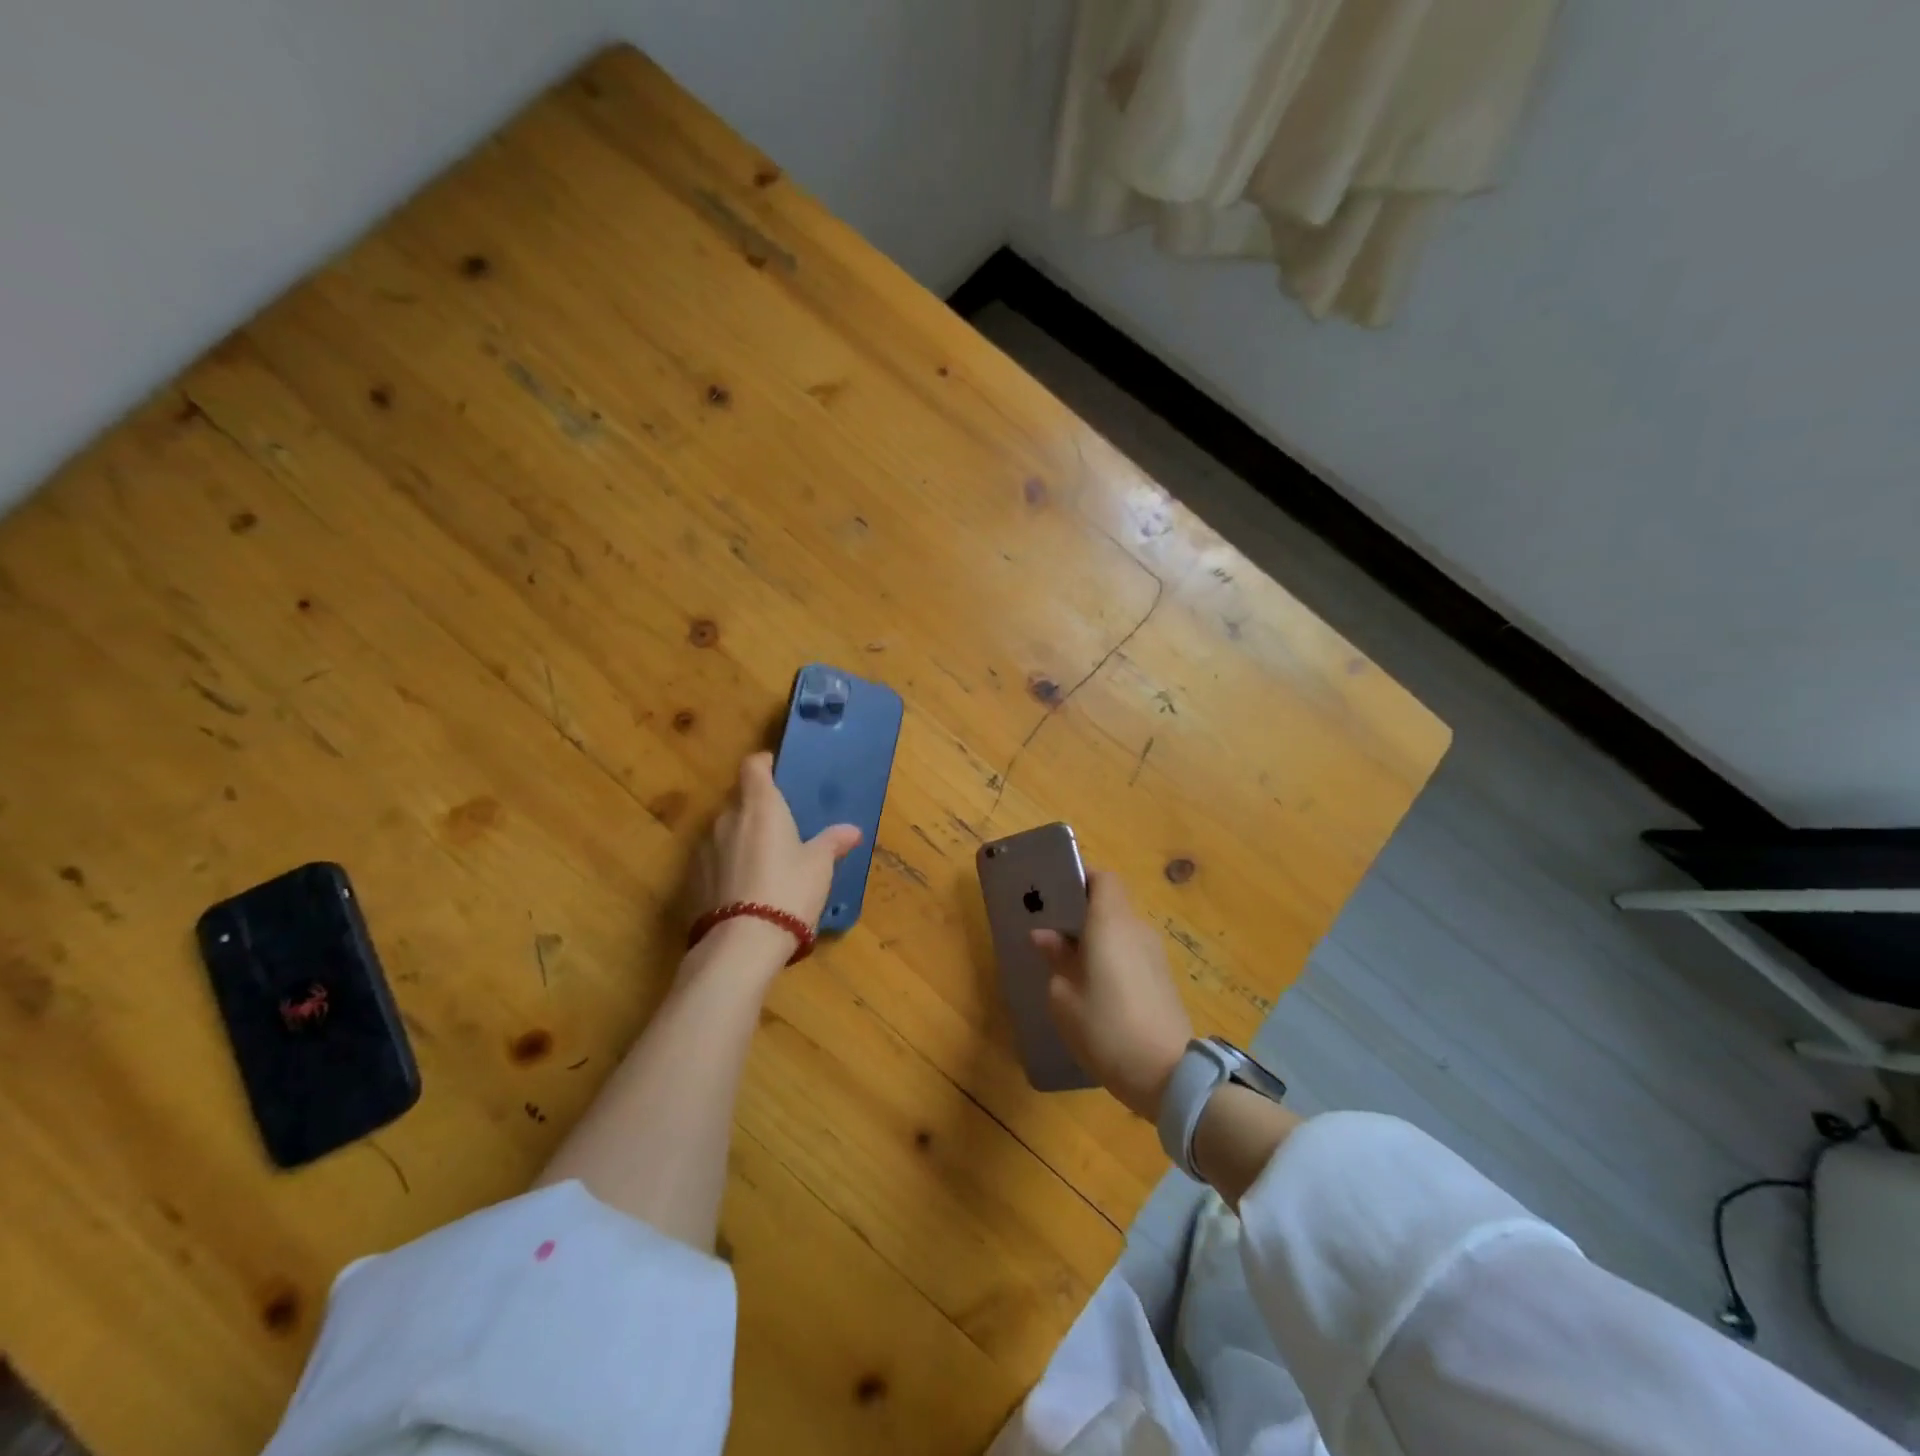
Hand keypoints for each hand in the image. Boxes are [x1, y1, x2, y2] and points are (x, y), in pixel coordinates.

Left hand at [690, 752, 861, 949]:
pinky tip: (746, 888)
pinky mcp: (693, 880)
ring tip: (765, 861)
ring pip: (726, 832)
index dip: (764, 764)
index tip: (776, 770)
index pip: (753, 766)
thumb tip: (852, 830)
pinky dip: (729, 865)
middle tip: (781, 826)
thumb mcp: (819, 866)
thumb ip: (832, 842)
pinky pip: (715, 861)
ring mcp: (705, 849)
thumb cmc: (789, 890)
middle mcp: (727, 819)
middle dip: (757, 808)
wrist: (742, 943)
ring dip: (742, 838)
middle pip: (740, 800)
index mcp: (760, 806)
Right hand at [1031, 871, 1193, 1120]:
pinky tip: (1096, 989)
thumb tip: (1045, 935)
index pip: (1103, 879)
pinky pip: (1132, 953)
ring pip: (1122, 931)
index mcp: (1111, 924)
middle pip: (1112, 904)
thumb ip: (1056, 958)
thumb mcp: (1065, 997)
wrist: (1168, 1074)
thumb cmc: (1106, 1028)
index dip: (1081, 879)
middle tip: (1054, 933)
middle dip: (1084, 913)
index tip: (1057, 894)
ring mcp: (1154, 955)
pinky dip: (1113, 959)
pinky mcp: (1163, 979)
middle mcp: (1136, 930)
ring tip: (1071, 965)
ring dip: (1099, 939)